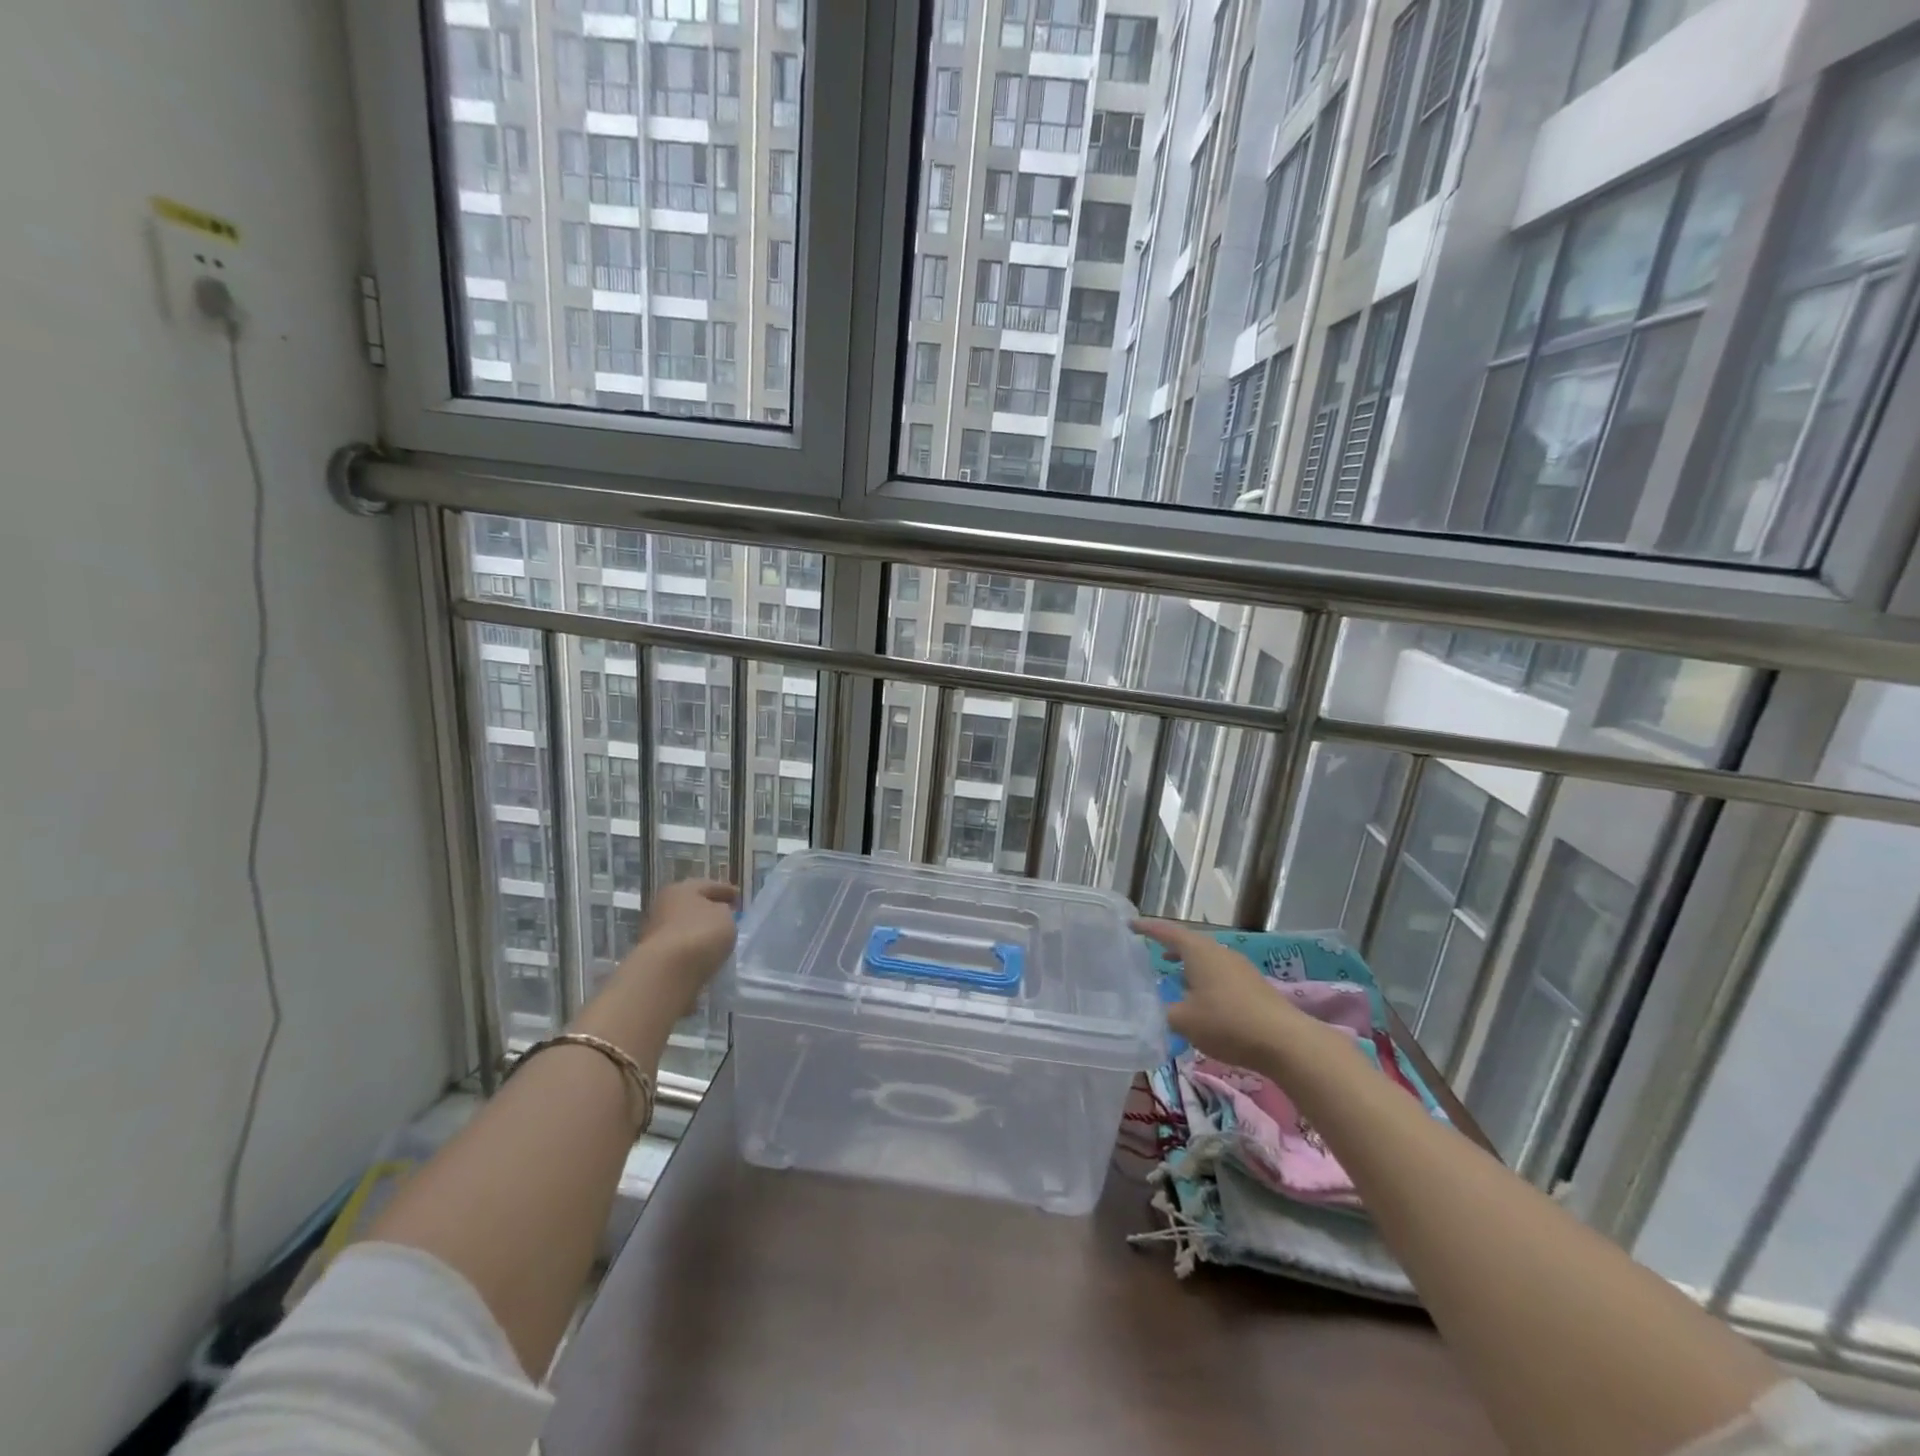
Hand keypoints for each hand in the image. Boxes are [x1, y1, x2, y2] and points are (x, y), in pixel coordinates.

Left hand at [627, 879, 738, 1013]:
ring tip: (716, 939)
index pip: (709, 886)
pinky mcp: (654, 955)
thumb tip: (717, 914)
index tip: (739, 899)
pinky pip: (679, 946)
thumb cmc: (700, 934)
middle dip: (709, 910)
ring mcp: (655, 931)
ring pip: (683, 926)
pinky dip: (691, 947)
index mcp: (681, 889)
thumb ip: (724, 912)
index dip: (727, 891)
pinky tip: (703, 954)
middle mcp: (663, 905)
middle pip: (692, 905)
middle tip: (727, 916)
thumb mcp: (725, 916)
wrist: (668, 972)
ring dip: (698, 930)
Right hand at [1134, 918, 1341, 1072]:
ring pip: (1206, 959)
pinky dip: (1204, 978)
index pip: (1167, 932)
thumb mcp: (1183, 1020)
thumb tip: (1147, 1008)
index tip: (1130, 924)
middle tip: (1150, 951)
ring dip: (1188, 964)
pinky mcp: (1253, 985)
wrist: (1285, 1041)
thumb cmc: (1227, 1023)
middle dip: (1169, 946)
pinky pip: (1220, 973)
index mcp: (1199, 952)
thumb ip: (1160, 1011)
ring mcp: (1239, 967)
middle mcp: (1219, 952)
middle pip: (1189, 943)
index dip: (1147, 928)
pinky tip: (1201, 998)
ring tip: (1173, 976)